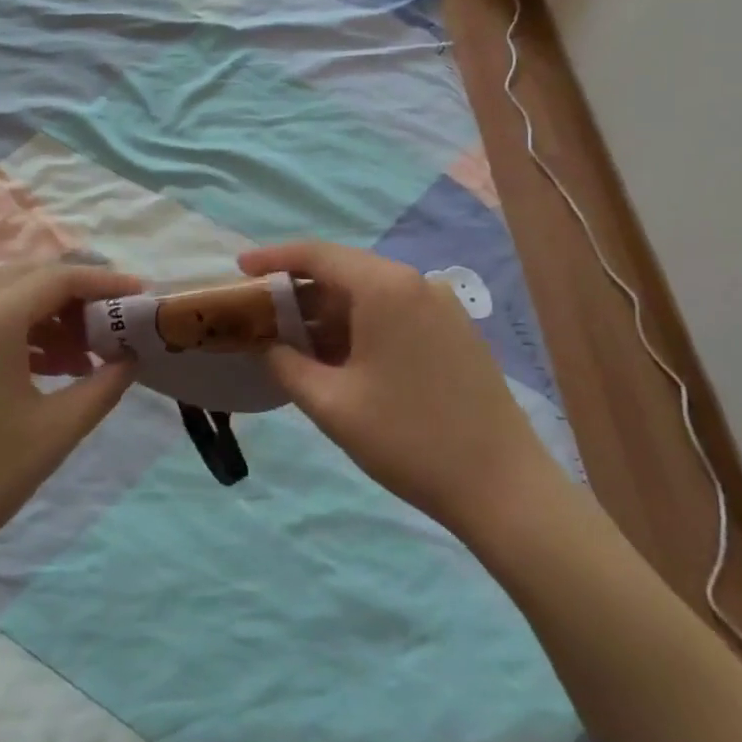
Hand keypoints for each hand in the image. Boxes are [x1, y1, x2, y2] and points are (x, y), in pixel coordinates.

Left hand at [0, 262, 139, 581]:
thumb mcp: (56, 430)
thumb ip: (104, 385)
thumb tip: (131, 358)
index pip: (60, 278)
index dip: (106, 283)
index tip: (142, 296)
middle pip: (30, 279)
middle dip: (78, 297)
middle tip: (113, 326)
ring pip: (5, 299)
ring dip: (48, 317)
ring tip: (83, 358)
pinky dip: (18, 333)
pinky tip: (42, 369)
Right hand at [240, 241, 554, 537]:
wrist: (502, 486)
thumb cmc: (408, 439)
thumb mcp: (333, 404)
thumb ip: (289, 365)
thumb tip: (270, 347)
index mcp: (386, 288)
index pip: (319, 255)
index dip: (274, 258)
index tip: (240, 268)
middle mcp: (416, 283)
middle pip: (345, 272)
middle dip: (300, 292)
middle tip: (261, 314)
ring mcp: (441, 307)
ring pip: (370, 295)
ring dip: (330, 314)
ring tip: (293, 341)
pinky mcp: (455, 332)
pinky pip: (395, 314)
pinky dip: (360, 327)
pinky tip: (339, 357)